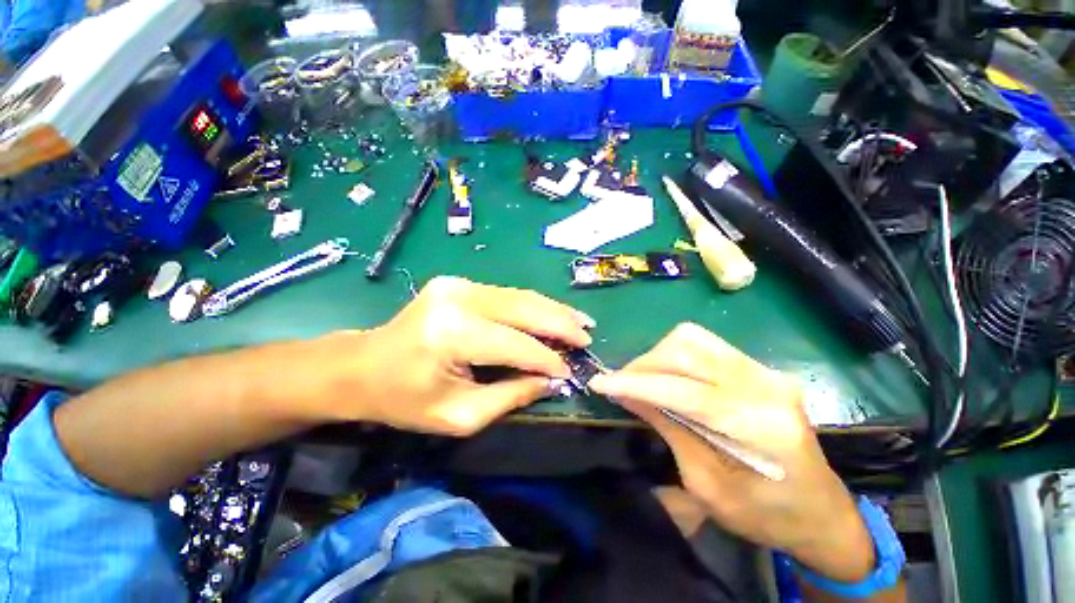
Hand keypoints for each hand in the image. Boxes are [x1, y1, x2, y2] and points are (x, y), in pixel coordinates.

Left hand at [313, 277, 592, 435]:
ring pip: (519, 296)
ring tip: (579, 322)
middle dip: (560, 323)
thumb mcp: (459, 414)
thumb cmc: (403, 399)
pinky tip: (550, 314)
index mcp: (452, 334)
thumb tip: (551, 380)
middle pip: (524, 308)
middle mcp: (458, 298)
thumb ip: (511, 396)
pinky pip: (506, 294)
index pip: (516, 344)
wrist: (361, 365)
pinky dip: (531, 306)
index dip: (548, 358)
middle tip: (588, 335)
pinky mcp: (458, 283)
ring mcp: (457, 284)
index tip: (571, 371)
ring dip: (551, 310)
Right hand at [589, 324, 874, 583]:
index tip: (600, 382)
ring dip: (657, 356)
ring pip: (693, 339)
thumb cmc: (765, 516)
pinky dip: (675, 356)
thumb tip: (630, 395)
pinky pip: (704, 346)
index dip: (636, 383)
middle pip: (687, 350)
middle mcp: (766, 387)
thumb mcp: (706, 487)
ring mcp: (766, 371)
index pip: (685, 390)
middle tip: (621, 384)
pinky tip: (666, 376)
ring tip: (642, 380)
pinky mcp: (760, 368)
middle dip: (644, 365)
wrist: (820, 513)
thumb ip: (668, 430)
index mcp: (760, 427)